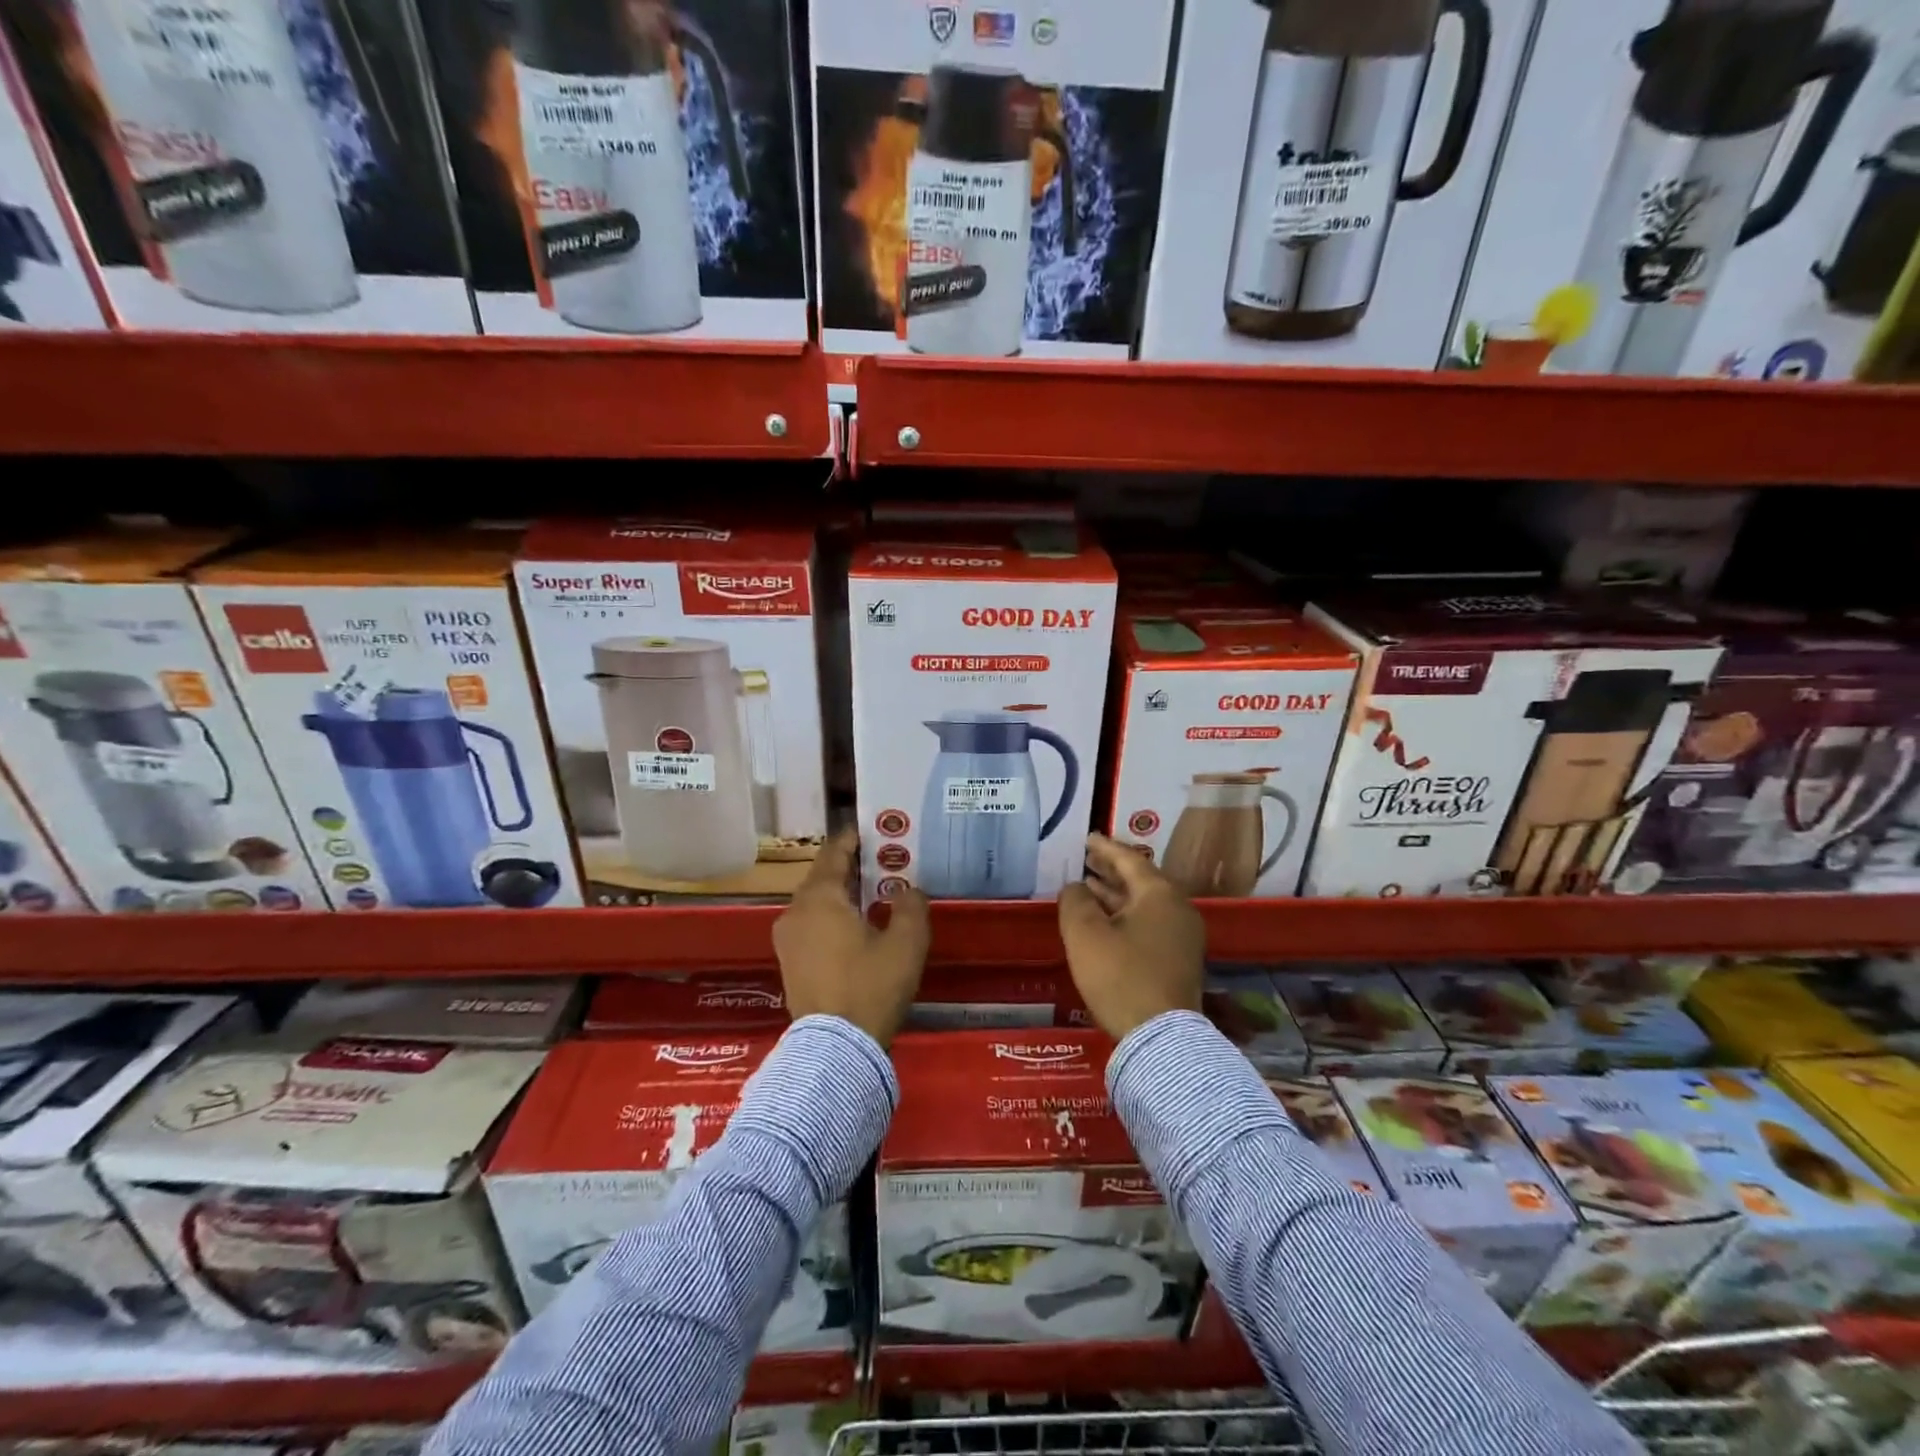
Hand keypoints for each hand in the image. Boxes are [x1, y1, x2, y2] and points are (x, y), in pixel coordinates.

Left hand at [773, 828, 930, 1047]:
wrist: (835, 1049)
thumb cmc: (870, 986)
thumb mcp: (906, 943)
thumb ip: (911, 906)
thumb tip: (907, 891)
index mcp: (819, 897)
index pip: (835, 852)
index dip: (855, 838)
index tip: (876, 830)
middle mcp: (795, 911)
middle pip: (824, 876)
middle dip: (853, 867)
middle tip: (885, 862)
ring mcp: (787, 939)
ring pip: (817, 903)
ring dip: (843, 895)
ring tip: (875, 894)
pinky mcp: (789, 962)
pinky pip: (812, 925)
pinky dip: (833, 917)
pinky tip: (858, 928)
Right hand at [1058, 833, 1204, 1039]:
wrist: (1161, 1038)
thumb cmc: (1120, 976)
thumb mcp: (1085, 934)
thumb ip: (1075, 901)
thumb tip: (1076, 888)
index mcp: (1160, 894)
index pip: (1129, 859)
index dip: (1104, 847)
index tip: (1087, 838)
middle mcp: (1178, 909)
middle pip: (1141, 880)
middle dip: (1111, 870)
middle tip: (1086, 860)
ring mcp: (1183, 936)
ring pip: (1145, 904)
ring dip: (1116, 895)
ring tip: (1088, 888)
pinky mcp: (1179, 960)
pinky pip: (1149, 923)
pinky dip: (1125, 915)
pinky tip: (1105, 922)